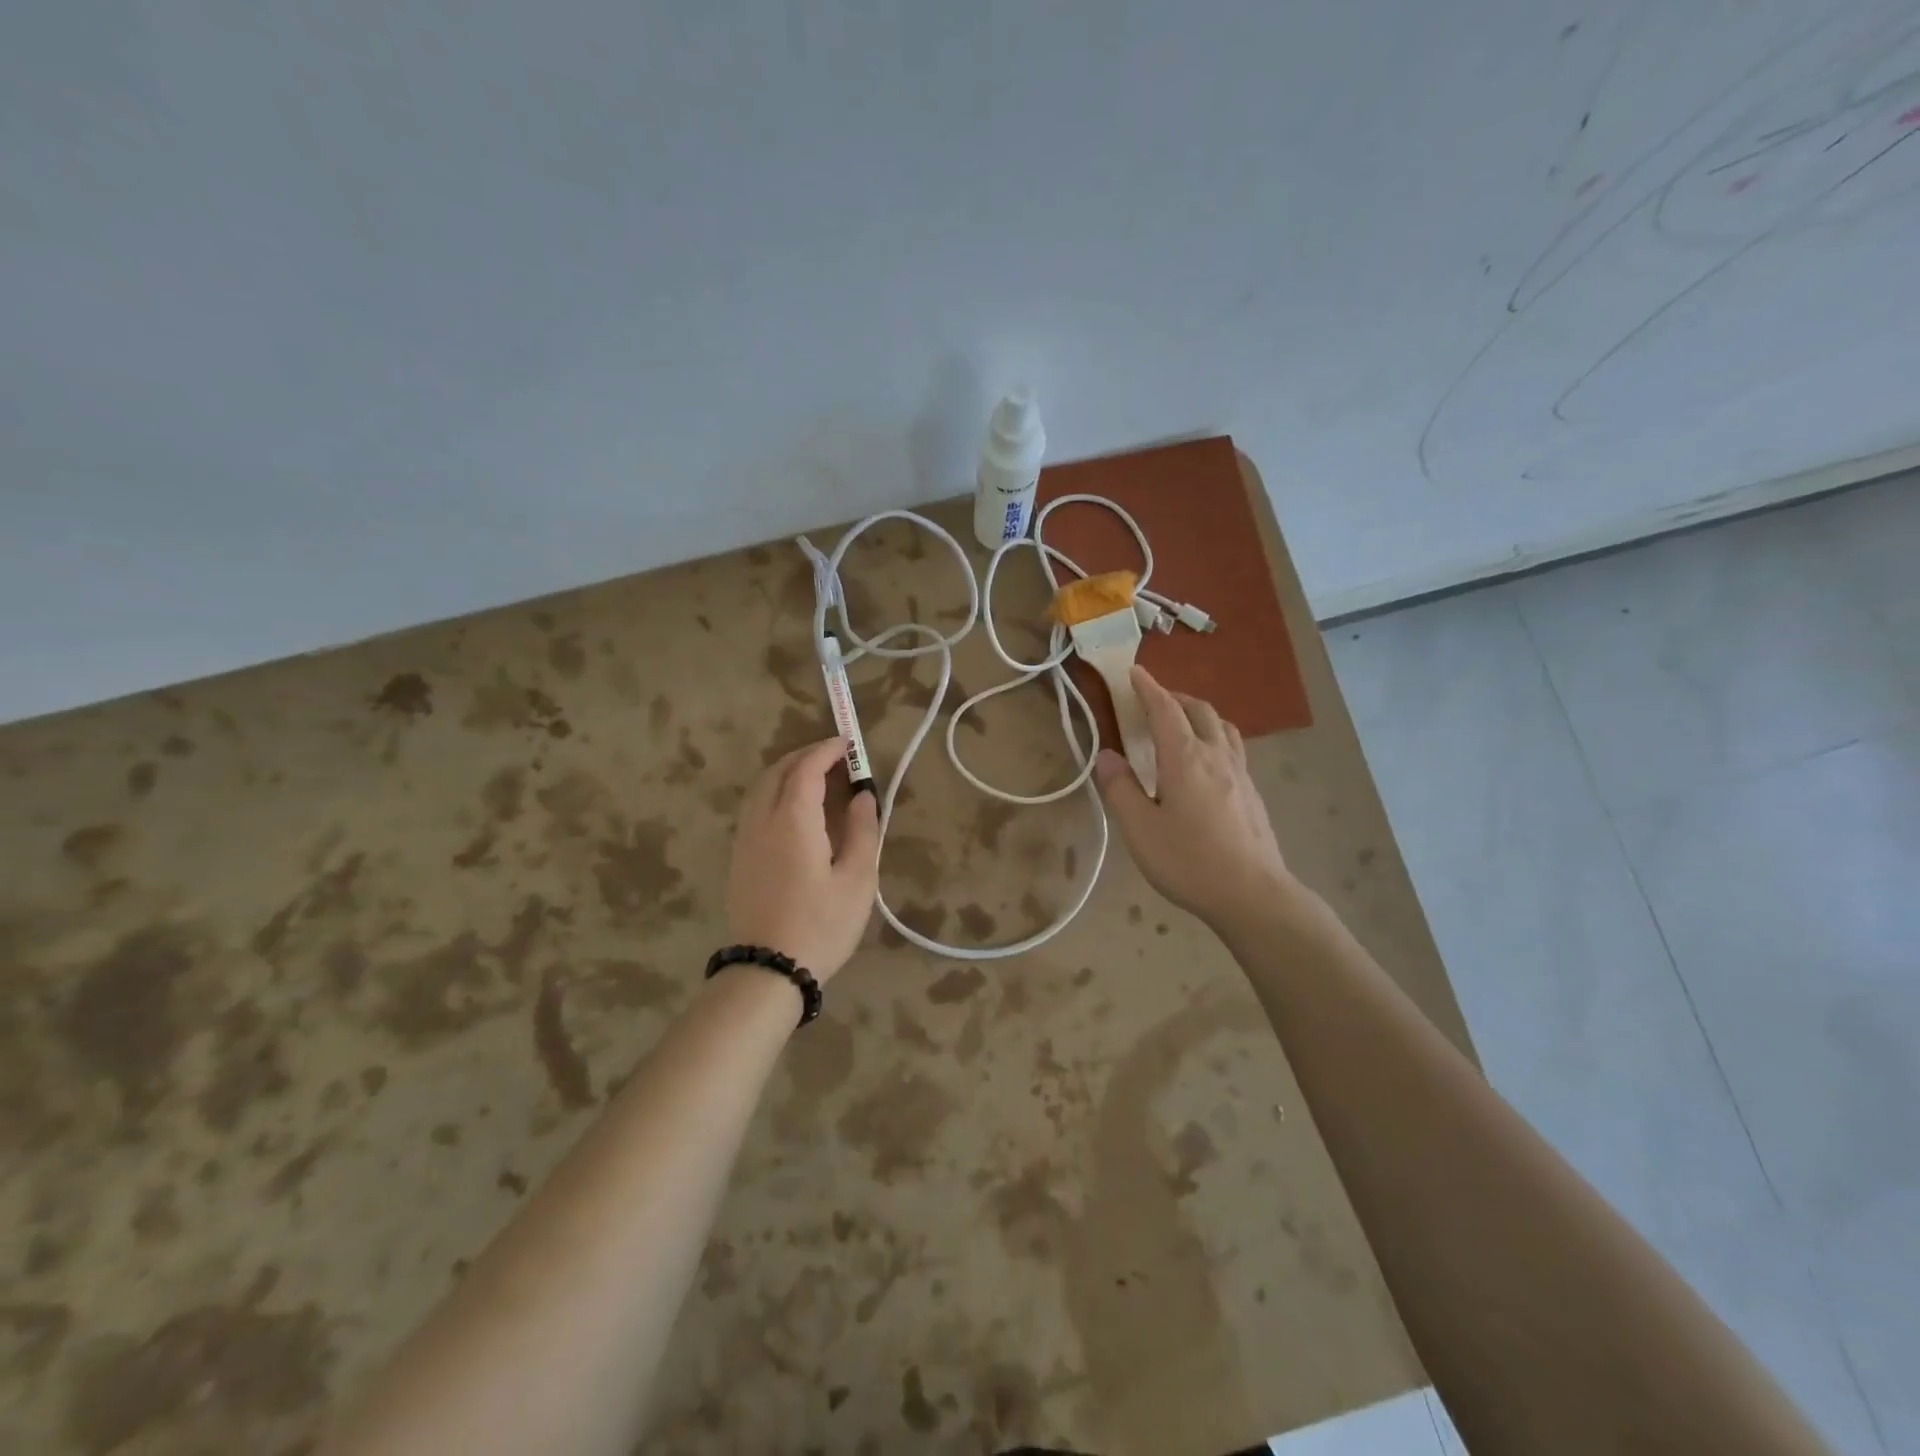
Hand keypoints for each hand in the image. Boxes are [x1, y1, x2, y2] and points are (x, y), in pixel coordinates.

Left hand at [727, 737, 880, 982]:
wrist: (769, 969)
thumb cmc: (822, 924)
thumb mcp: (858, 879)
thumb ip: (864, 831)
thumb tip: (863, 797)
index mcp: (793, 820)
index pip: (806, 769)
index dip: (827, 751)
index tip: (848, 745)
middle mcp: (762, 820)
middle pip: (777, 772)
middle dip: (805, 756)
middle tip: (834, 757)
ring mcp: (745, 839)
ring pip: (760, 788)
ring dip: (787, 773)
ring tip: (815, 778)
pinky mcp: (739, 858)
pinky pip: (754, 807)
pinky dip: (774, 792)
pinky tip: (794, 809)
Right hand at [1094, 666, 1296, 928]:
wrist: (1253, 894)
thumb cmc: (1189, 861)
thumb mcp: (1140, 829)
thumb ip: (1120, 789)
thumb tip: (1107, 756)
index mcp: (1185, 758)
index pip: (1165, 710)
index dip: (1148, 688)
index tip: (1134, 672)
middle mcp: (1215, 756)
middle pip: (1198, 710)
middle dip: (1174, 697)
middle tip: (1152, 701)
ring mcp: (1240, 773)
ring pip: (1221, 725)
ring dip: (1198, 713)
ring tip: (1181, 724)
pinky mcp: (1252, 792)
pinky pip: (1232, 746)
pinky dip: (1214, 735)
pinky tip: (1207, 760)